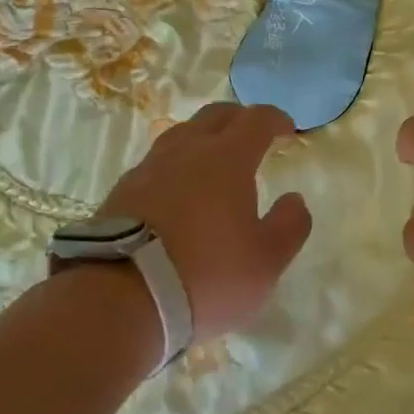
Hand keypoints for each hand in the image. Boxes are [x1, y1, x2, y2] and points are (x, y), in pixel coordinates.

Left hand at [100, 102, 312, 341]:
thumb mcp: (265, 262)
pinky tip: (176, 189)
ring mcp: (149, 167)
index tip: (287, 129)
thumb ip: (289, 226)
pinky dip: (176, 165)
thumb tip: (294, 200)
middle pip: (215, 115)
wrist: (119, 298)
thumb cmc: (205, 276)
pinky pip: (156, 162)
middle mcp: (187, 150)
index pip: (256, 120)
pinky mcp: (121, 191)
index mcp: (227, 158)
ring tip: (213, 158)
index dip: (275, 119)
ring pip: (181, 134)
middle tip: (253, 135)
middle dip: (239, 118)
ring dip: (203, 137)